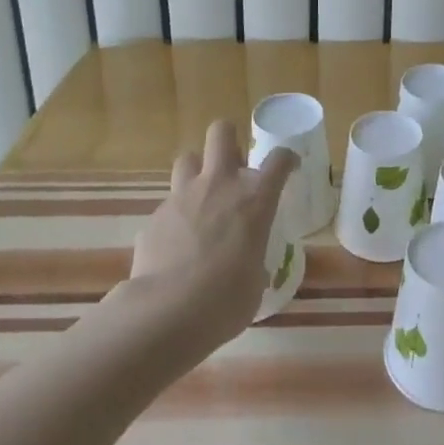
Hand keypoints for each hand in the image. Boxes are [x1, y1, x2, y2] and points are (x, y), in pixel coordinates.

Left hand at [128, 120, 297, 349]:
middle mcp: (219, 185)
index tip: (288, 167)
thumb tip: (246, 263)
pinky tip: (175, 243)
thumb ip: (253, 258)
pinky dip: (175, 216)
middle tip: (233, 167)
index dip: (286, 159)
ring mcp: (183, 196)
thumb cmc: (225, 301)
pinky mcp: (155, 216)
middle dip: (229, 141)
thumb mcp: (255, 280)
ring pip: (187, 158)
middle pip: (221, 132)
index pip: (279, 159)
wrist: (167, 312)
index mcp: (254, 199)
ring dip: (196, 172)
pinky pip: (168, 204)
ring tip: (200, 198)